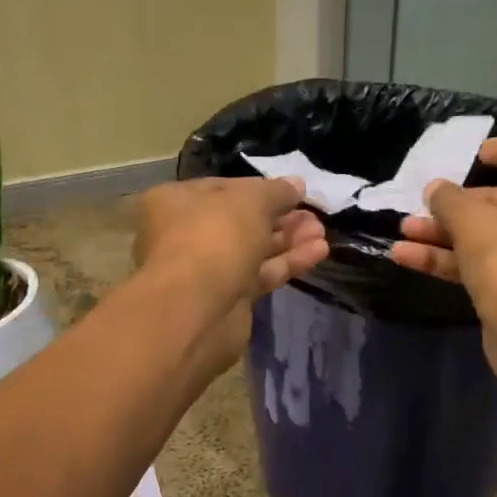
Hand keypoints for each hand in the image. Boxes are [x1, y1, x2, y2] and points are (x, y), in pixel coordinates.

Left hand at [134, 177, 329, 372]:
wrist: (196, 312)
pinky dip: (286, 263)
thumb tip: (296, 185)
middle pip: (240, 221)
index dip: (259, 188)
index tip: (293, 191)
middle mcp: (185, 235)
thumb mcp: (249, 201)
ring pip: (252, 249)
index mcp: (174, 202)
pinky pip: (260, 275)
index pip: (222, 188)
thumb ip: (276, 191)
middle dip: (279, 217)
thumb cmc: (214, 239)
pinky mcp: (227, 298)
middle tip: (313, 215)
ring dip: (288, 240)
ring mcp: (207, 270)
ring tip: (321, 232)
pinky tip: (318, 252)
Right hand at [389, 138, 496, 388]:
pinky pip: (488, 268)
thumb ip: (449, 200)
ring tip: (404, 231)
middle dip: (460, 206)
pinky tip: (407, 259)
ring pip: (492, 239)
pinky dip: (452, 262)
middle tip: (427, 205)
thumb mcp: (472, 220)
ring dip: (447, 235)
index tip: (477, 154)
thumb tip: (436, 189)